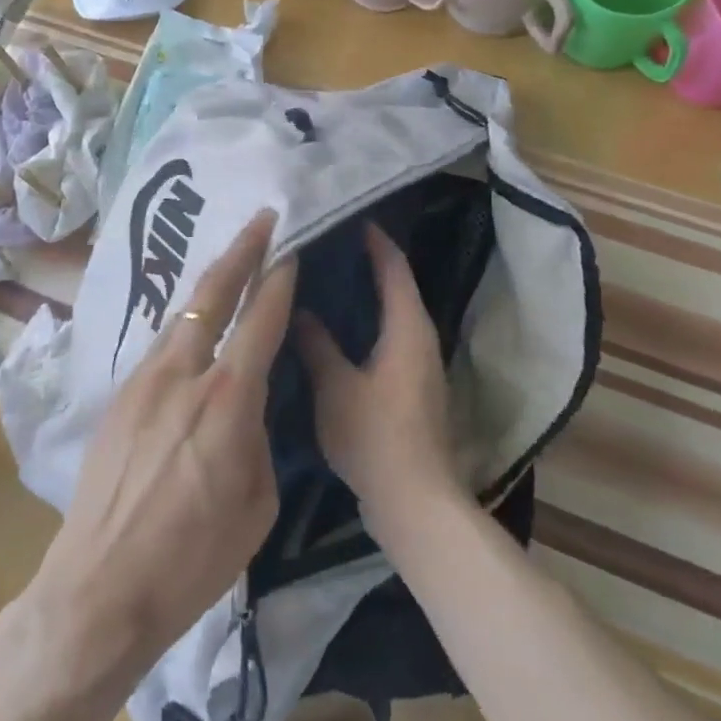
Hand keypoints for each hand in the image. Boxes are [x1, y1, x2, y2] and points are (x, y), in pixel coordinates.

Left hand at [14, 211, 294, 703]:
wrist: (100, 589)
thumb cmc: (193, 559)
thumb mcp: (256, 503)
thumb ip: (258, 438)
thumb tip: (249, 406)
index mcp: (227, 400)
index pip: (260, 320)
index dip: (278, 278)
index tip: (290, 247)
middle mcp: (182, 373)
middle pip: (212, 293)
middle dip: (241, 250)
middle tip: (261, 219)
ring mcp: (143, 380)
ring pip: (181, 314)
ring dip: (209, 284)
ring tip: (230, 263)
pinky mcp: (118, 396)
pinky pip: (160, 345)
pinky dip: (184, 323)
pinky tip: (193, 327)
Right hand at [295, 223, 461, 539]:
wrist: (414, 502)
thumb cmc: (375, 436)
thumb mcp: (335, 387)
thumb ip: (316, 345)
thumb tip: (300, 310)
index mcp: (407, 327)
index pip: (394, 268)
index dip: (374, 241)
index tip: (347, 218)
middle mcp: (421, 338)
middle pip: (397, 286)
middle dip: (367, 263)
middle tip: (326, 246)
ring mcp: (419, 365)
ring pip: (393, 314)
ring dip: (366, 295)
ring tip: (326, 280)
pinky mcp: (412, 388)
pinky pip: (389, 338)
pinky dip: (367, 323)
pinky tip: (336, 330)